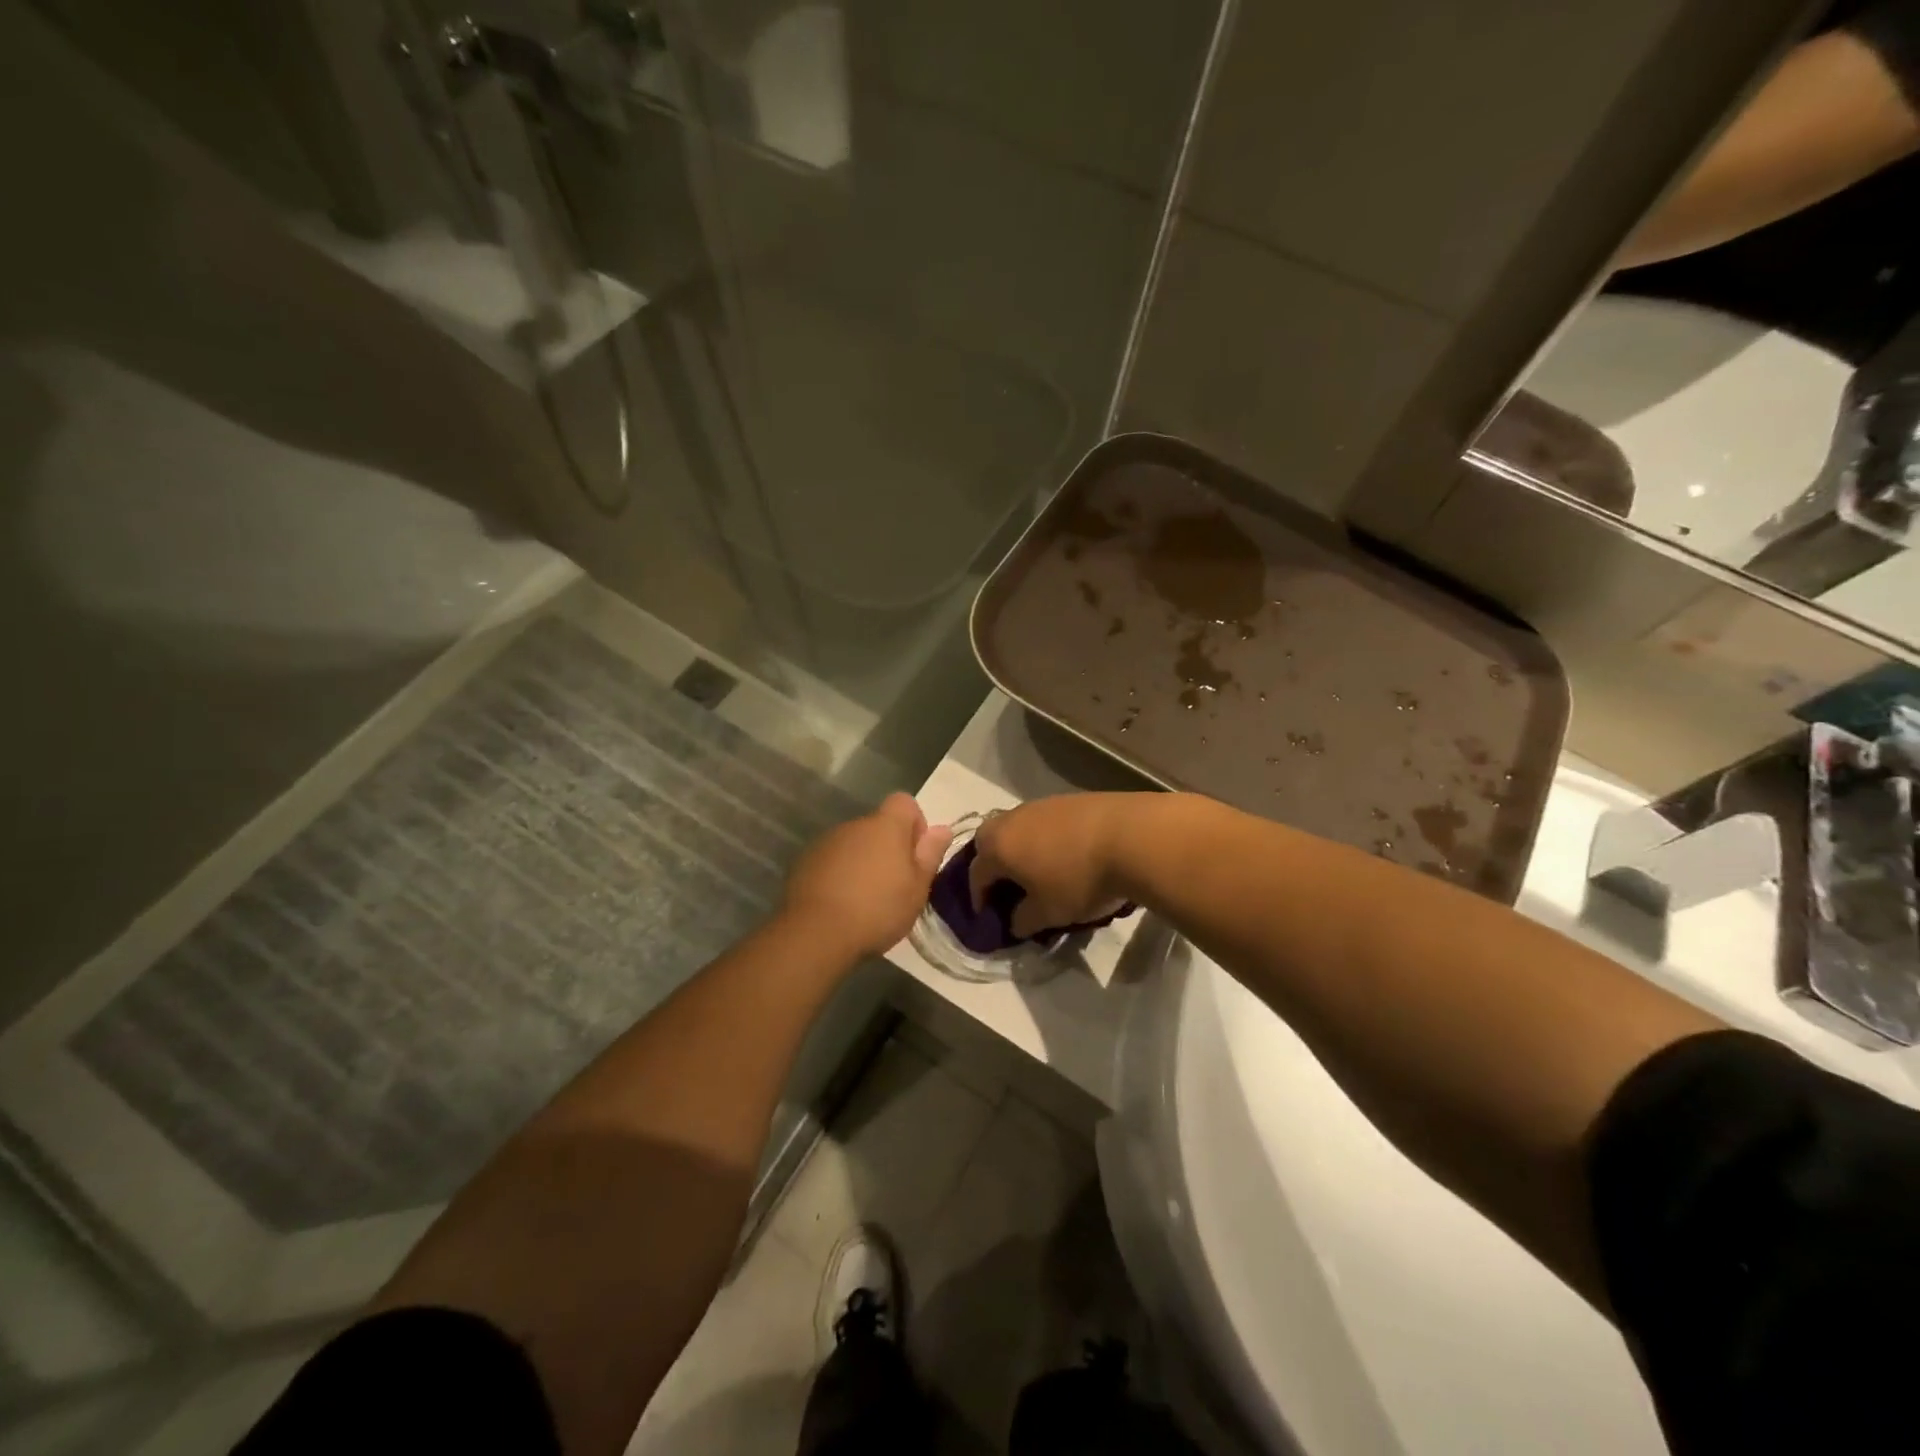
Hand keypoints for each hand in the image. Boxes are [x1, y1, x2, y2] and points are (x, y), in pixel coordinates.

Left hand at [781, 793, 951, 956]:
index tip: (915, 855)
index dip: (914, 824)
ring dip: (863, 862)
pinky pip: (832, 860)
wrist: (816, 933)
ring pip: (854, 844)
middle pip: (878, 826)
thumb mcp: (917, 888)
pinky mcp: (805, 862)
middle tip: (894, 886)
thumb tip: (942, 828)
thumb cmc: (878, 909)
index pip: (904, 802)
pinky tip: (841, 904)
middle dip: (888, 848)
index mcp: (885, 826)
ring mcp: (826, 842)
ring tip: (865, 900)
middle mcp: (854, 825)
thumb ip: (930, 854)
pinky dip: (840, 874)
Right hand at [967, 793, 1138, 938]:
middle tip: (1006, 886)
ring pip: (1016, 828)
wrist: (1130, 837)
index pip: (976, 874)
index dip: (978, 897)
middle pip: (989, 841)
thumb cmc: (1079, 879)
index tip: (987, 914)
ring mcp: (1040, 805)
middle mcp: (1011, 819)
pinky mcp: (1067, 799)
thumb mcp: (1048, 913)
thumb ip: (1023, 920)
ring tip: (1037, 870)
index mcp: (997, 847)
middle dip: (992, 864)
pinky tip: (1064, 854)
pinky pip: (1043, 822)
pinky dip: (1044, 838)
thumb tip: (1014, 921)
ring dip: (1019, 848)